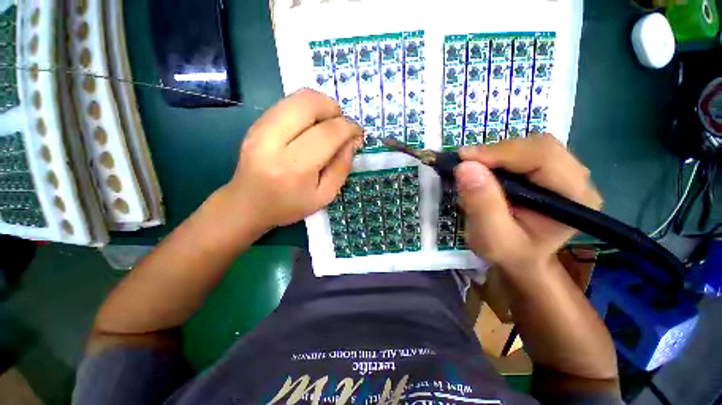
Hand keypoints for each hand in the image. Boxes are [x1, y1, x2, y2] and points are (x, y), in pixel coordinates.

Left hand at [224, 89, 362, 232]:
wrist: (247, 204)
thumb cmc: (290, 205)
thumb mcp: (325, 195)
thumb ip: (342, 167)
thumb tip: (352, 140)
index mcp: (294, 167)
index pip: (327, 133)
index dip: (348, 127)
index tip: (357, 133)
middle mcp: (273, 141)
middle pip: (310, 103)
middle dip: (335, 109)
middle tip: (342, 126)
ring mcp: (260, 128)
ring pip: (298, 97)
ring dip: (322, 106)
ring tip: (328, 125)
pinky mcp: (255, 122)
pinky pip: (288, 103)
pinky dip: (307, 109)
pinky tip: (311, 127)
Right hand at [455, 133, 601, 271]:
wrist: (521, 258)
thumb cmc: (509, 253)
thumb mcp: (491, 237)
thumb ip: (482, 204)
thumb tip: (466, 167)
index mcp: (575, 198)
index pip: (543, 157)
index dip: (500, 152)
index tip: (464, 159)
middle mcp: (578, 178)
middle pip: (538, 145)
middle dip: (496, 152)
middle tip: (465, 164)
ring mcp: (565, 172)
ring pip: (529, 145)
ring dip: (495, 154)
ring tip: (473, 169)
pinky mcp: (549, 170)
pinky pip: (522, 151)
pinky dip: (497, 157)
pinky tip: (485, 170)